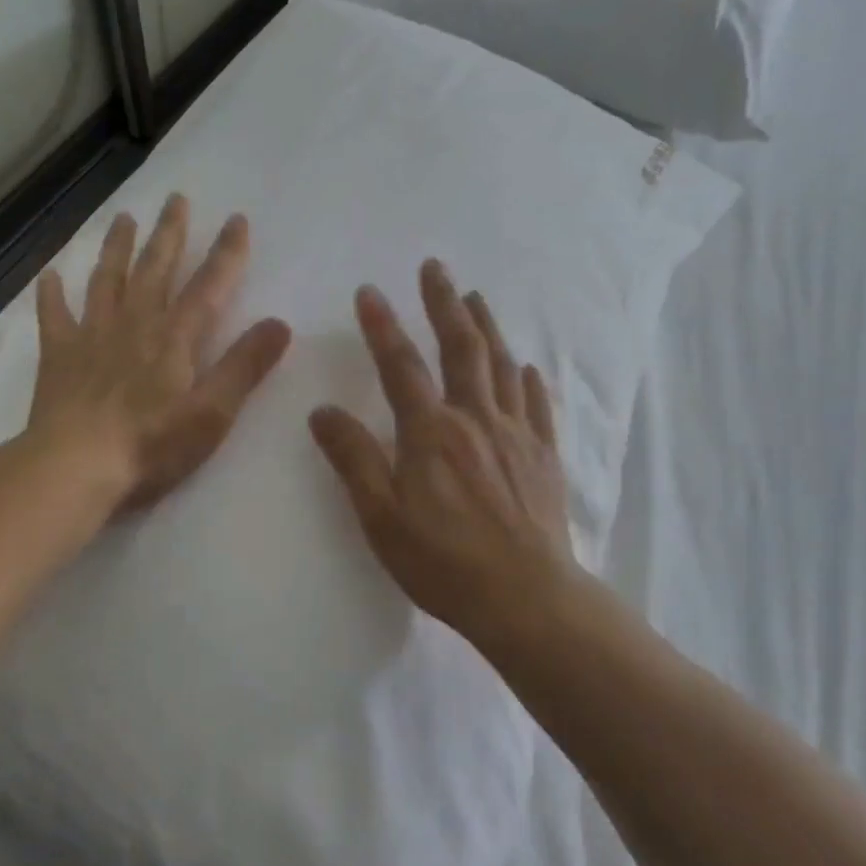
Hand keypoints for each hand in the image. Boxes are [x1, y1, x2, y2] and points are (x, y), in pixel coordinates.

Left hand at [29, 194, 291, 512]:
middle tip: (175, 198)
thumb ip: (245, 366)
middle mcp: (135, 325)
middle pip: (155, 269)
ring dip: (117, 248)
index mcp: (175, 338)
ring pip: (107, 281)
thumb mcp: (212, 412)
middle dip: (169, 233)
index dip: (226, 253)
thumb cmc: (151, 445)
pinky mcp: (59, 357)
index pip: (208, 286)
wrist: (74, 468)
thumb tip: (280, 323)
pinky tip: (50, 276)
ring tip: (123, 219)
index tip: (237, 219)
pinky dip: (52, 295)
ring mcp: (92, 337)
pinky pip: (54, 317)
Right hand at [309, 259, 577, 650]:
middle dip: (444, 303)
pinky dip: (527, 378)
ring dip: (486, 326)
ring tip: (475, 296)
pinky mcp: (543, 454)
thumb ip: (353, 460)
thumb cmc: (444, 562)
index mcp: (431, 432)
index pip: (401, 366)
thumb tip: (322, 410)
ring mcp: (515, 433)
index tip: (370, 291)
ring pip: (500, 365)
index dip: (383, 326)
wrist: (527, 598)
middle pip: (460, 348)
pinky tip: (525, 366)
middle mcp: (475, 418)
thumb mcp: (382, 519)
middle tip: (435, 267)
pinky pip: (536, 404)